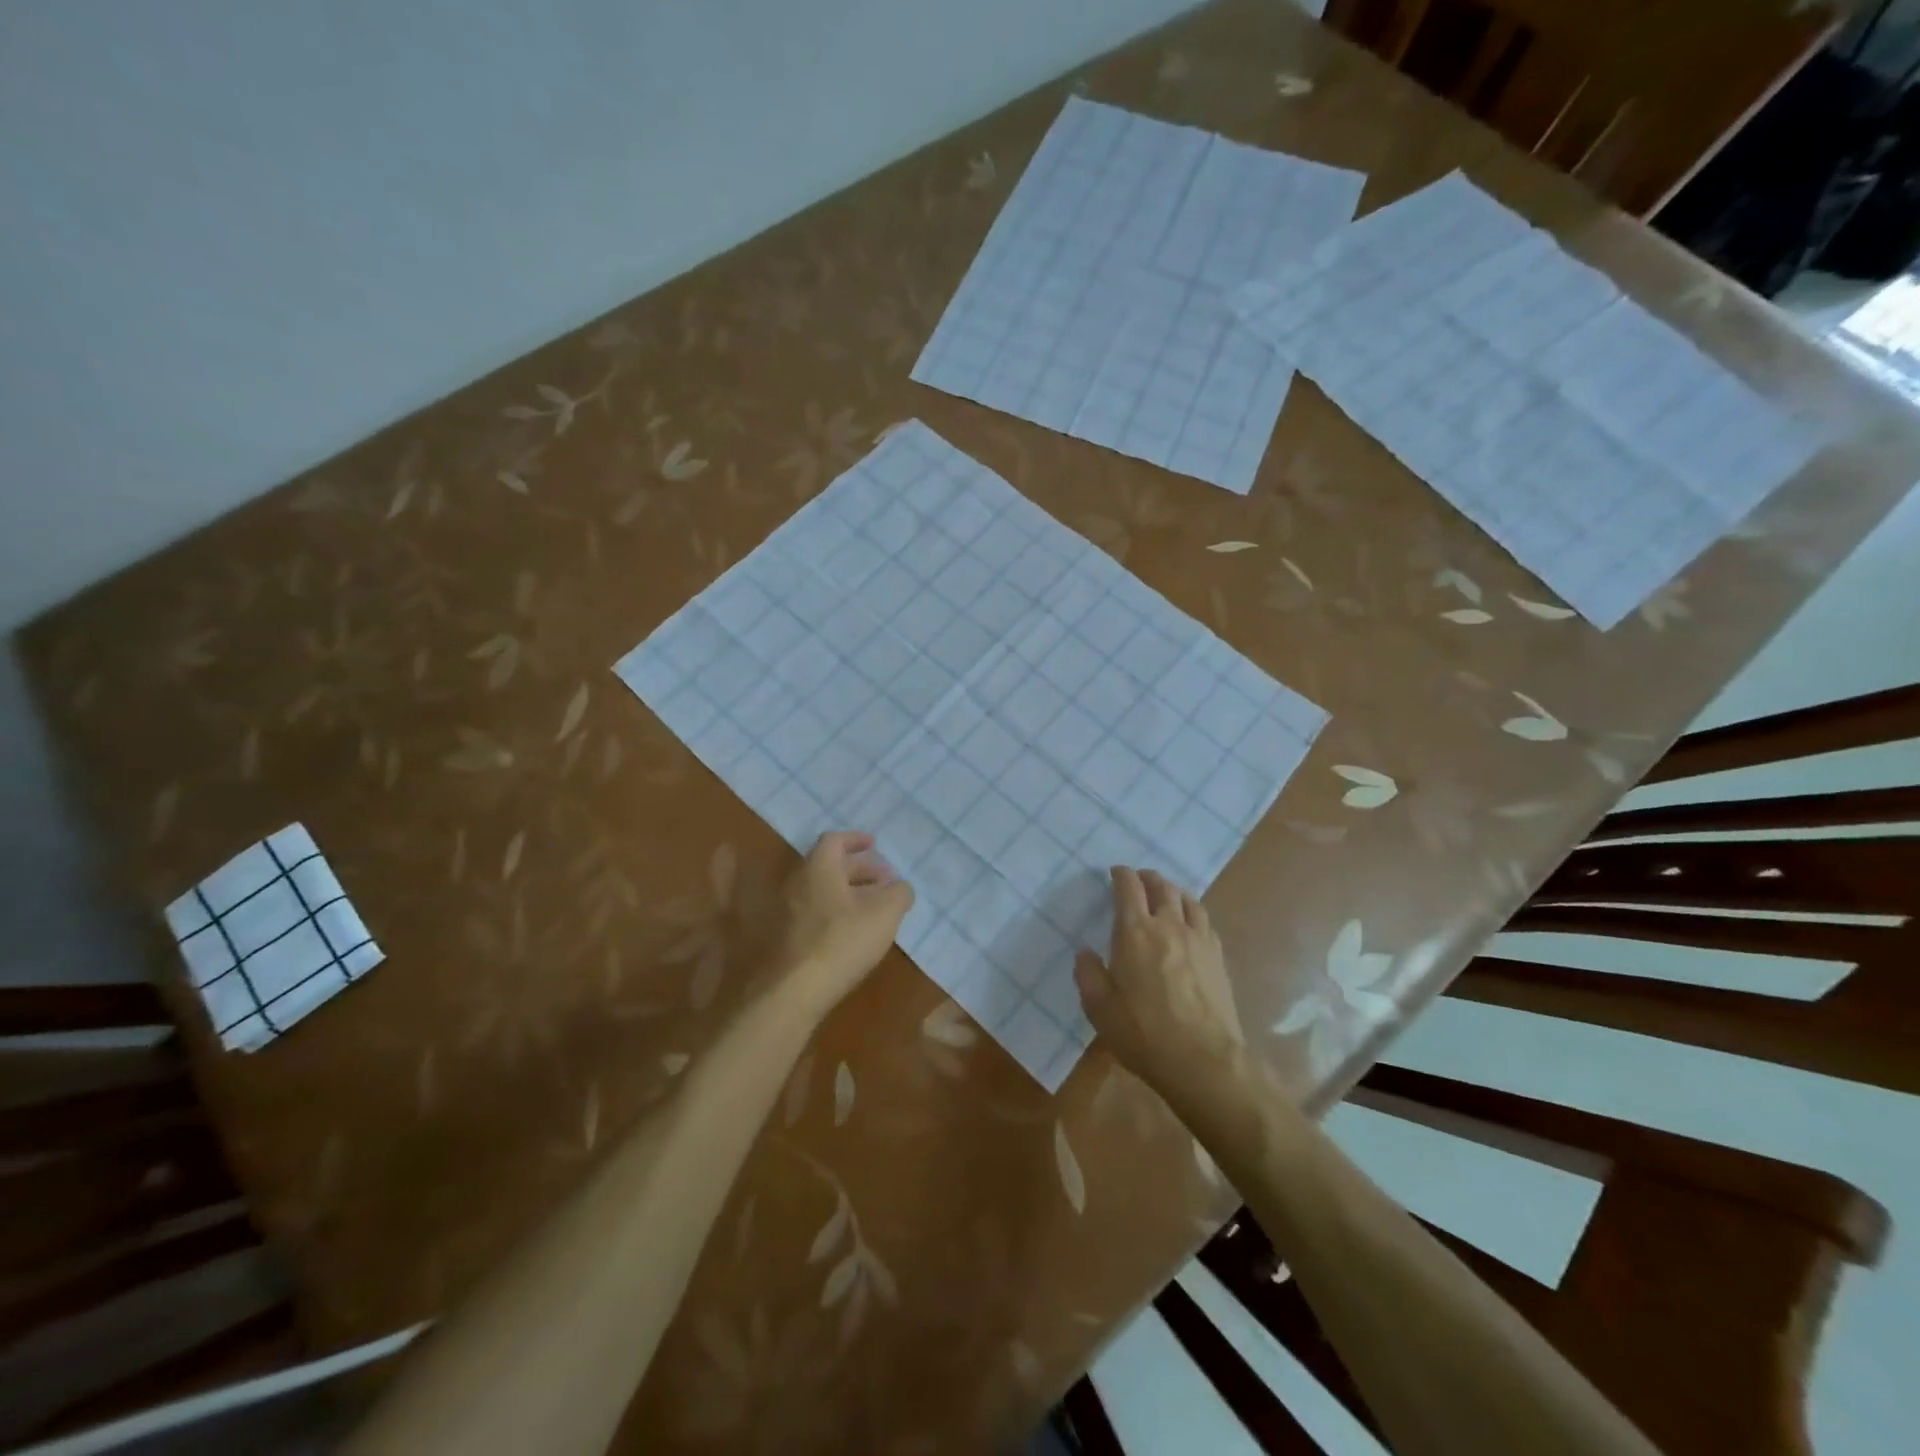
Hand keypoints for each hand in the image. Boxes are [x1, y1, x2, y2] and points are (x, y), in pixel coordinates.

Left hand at [775, 832, 913, 1017]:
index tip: (874, 844)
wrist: (793, 991)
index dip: (856, 840)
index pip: (835, 840)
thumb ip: (898, 894)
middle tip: (885, 879)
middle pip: (829, 866)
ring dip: (849, 892)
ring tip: (875, 907)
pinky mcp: (786, 939)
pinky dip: (837, 913)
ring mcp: (787, 912)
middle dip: (859, 869)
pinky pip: (815, 914)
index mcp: (819, 868)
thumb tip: (901, 887)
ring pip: (822, 891)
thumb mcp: (885, 914)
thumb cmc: (842, 941)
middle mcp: (798, 883)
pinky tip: (855, 933)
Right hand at [1076, 867, 1242, 1093]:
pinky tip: (1190, 923)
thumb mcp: (1099, 1008)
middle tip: (1140, 879)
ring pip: (1187, 899)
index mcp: (1135, 932)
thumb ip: (1088, 975)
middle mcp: (1168, 925)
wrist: (1202, 1059)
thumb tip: (1085, 953)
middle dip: (1148, 877)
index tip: (1115, 873)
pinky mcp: (1218, 957)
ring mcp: (1198, 939)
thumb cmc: (1143, 1032)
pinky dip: (1193, 911)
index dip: (1121, 875)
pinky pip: (1205, 920)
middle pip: (1161, 887)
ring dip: (1173, 890)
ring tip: (1166, 894)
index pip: (1129, 888)